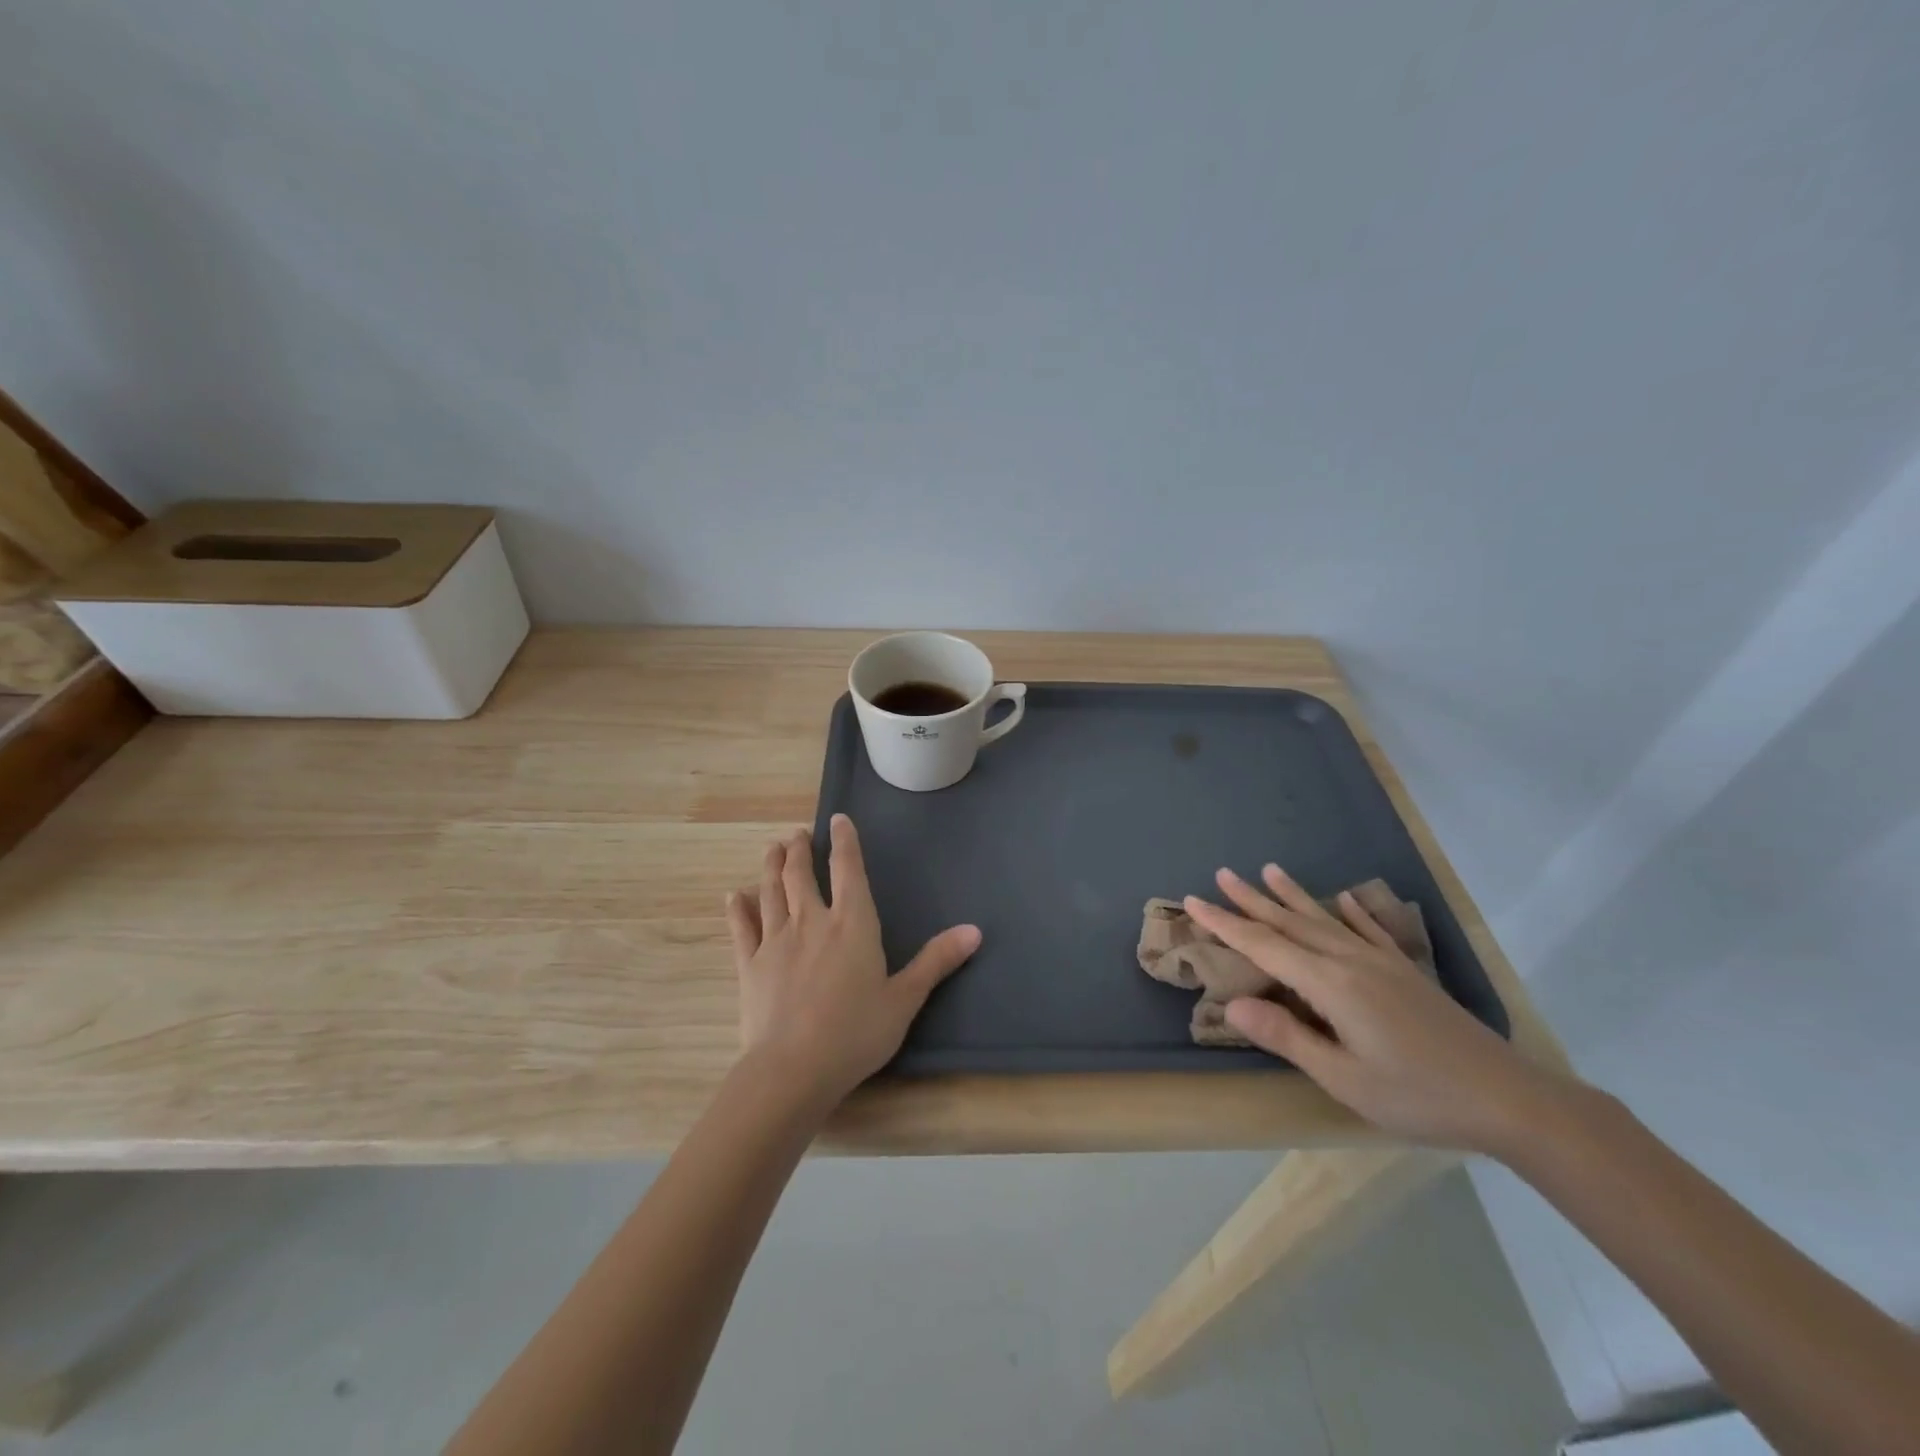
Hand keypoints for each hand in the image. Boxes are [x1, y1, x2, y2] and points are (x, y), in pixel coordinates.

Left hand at [726, 815, 981, 1106]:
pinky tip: (734, 895)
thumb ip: (936, 961)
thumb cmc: (856, 1033)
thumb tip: (975, 931)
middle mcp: (811, 921)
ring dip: (771, 866)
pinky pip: (741, 928)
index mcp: (852, 924)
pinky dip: (737, 908)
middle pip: (801, 874)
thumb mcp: (905, 999)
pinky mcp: (749, 964)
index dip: (844, 841)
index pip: (848, 869)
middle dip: (800, 850)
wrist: (793, 1069)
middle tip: (798, 834)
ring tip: (772, 848)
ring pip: (771, 892)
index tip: (838, 819)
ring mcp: (775, 941)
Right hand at [1185, 865, 1577, 1154]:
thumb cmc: (1418, 1096)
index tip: (1194, 901)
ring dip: (1292, 896)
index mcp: (1330, 984)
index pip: (1264, 946)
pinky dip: (1352, 912)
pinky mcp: (1405, 972)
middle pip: (1290, 923)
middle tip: (1220, 874)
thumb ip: (1287, 1036)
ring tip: (1268, 869)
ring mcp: (1381, 962)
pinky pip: (1370, 931)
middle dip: (1251, 900)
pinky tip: (1344, 898)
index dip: (1226, 924)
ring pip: (1324, 920)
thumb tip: (1231, 1003)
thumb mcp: (1344, 1079)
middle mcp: (1351, 961)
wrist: (1509, 1099)